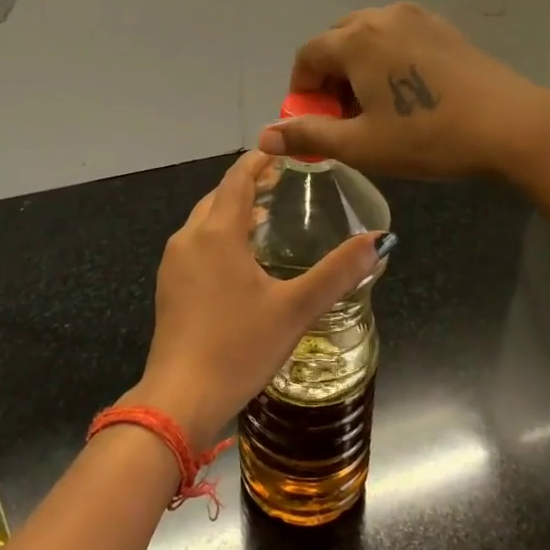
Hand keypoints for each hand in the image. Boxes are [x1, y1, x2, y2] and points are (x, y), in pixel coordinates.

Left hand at [126, 150, 382, 447]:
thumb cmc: (239, 347)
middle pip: (219, 196)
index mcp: (218, 233)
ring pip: (205, 221)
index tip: (283, 151)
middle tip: (281, 183)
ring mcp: (174, 263)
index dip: (259, 161)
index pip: (237, 179)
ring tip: (266, 216)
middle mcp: (189, 238)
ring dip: (234, 211)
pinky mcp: (169, 286)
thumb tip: (380, 240)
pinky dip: (219, 235)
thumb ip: (338, 272)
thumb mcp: (295, 309)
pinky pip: (196, 244)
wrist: (180, 397)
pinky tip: (240, 259)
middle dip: (248, 184)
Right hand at [255, 2, 549, 179]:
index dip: (302, 90)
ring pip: (369, 37)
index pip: (308, 56)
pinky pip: (398, 38)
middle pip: (337, 41)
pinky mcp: (444, 28)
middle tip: (344, 117)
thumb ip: (309, 135)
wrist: (511, 125)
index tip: (313, 122)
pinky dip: (386, 60)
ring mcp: (417, 17)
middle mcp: (382, 16)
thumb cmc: (428, 136)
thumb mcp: (361, 145)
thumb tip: (264, 136)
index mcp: (356, 39)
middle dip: (330, 77)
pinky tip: (407, 94)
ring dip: (358, 68)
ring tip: (375, 107)